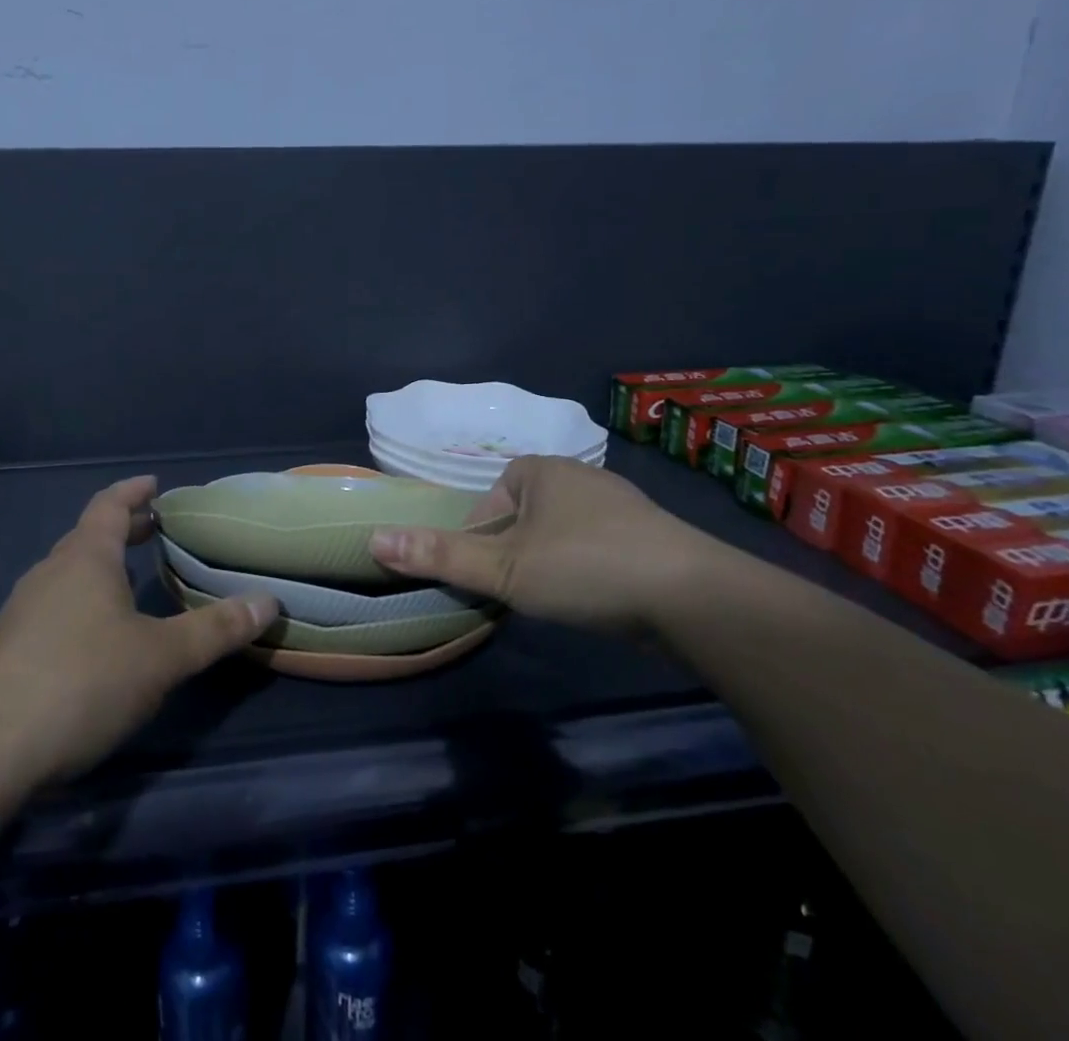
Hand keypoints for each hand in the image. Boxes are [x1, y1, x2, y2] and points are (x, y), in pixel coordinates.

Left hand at [0, 475, 278, 785]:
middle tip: (153, 530)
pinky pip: (55, 605)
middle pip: (88, 536)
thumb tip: (269, 602)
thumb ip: (215, 629)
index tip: (154, 485)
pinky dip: (83, 600)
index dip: (133, 492)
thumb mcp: (161, 657)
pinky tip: (97, 635)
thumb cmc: (83, 681)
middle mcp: (51, 572)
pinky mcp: (10, 648)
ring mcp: (24, 610)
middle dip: (122, 529)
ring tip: (131, 580)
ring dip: (101, 567)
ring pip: (69, 573)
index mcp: (85, 558)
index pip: (109, 505)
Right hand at [369, 456, 714, 630]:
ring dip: (552, 559)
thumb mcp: (504, 567)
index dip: (479, 533)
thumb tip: (373, 538)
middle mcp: (581, 476)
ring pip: (564, 531)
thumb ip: (440, 555)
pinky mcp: (651, 537)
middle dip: (515, 547)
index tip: (483, 571)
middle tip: (514, 588)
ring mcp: (621, 505)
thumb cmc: (585, 568)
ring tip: (553, 597)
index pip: (491, 496)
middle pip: (526, 513)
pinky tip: (596, 598)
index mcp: (542, 470)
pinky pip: (601, 546)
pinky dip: (589, 568)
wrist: (696, 597)